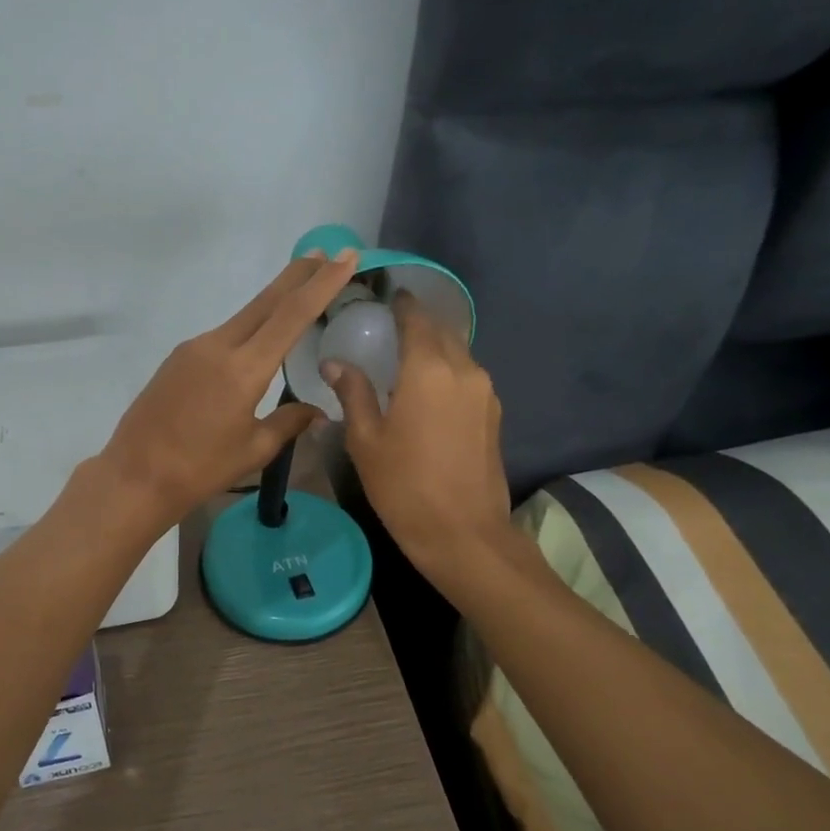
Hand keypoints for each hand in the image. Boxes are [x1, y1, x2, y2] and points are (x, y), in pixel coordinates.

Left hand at [99, 250, 359, 527]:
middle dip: (298, 275)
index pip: (292, 315)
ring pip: (243, 316)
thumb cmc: (200, 469)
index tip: (345, 257)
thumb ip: (288, 423)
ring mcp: (194, 349)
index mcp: (244, 369)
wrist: (135, 476)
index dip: (322, 284)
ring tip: (299, 291)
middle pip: (266, 301)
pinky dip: (248, 327)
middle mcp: (218, 346)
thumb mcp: (254, 450)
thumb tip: (317, 412)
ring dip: (273, 301)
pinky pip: (222, 336)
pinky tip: (257, 339)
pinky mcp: (178, 358)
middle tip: (326, 253)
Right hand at [324, 292, 512, 581]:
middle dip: (419, 323)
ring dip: (435, 348)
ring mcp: (485, 393)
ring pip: (459, 353)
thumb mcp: (366, 440)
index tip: (388, 296)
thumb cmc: (404, 486)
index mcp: (428, 370)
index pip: (416, 319)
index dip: (402, 304)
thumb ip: (353, 393)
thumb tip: (335, 363)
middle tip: (391, 328)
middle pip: (442, 331)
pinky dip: (448, 371)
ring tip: (406, 359)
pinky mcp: (494, 414)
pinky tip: (428, 390)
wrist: (464, 534)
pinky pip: (468, 377)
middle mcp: (464, 370)